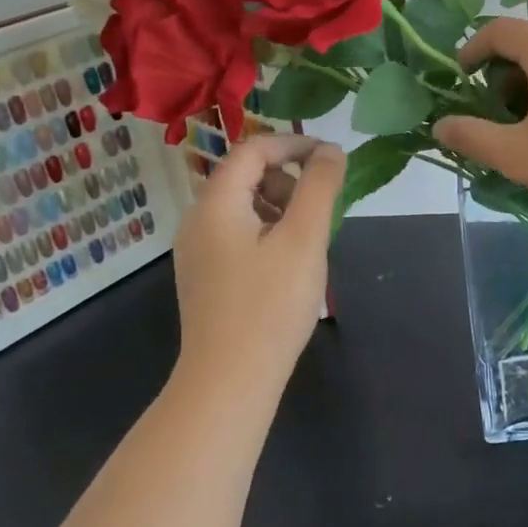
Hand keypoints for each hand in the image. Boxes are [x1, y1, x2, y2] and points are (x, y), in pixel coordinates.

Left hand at [171, 133, 344, 398]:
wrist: (228, 382)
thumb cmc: (270, 304)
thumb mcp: (304, 238)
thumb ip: (319, 186)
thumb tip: (330, 150)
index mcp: (215, 202)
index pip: (252, 149)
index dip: (293, 144)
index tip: (330, 157)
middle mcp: (197, 219)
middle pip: (245, 175)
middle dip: (288, 178)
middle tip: (322, 206)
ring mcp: (197, 251)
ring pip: (243, 206)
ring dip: (280, 207)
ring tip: (309, 239)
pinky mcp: (204, 276)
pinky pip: (237, 234)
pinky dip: (267, 231)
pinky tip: (288, 264)